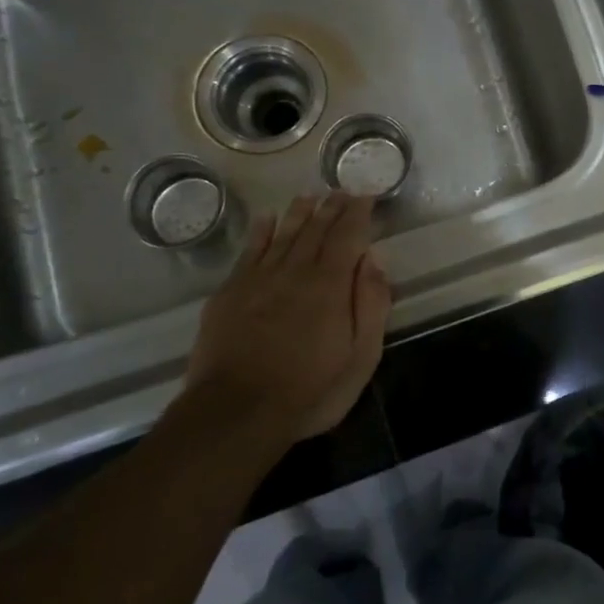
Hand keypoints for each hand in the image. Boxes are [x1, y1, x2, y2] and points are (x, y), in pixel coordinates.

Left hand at [183, 192, 391, 443]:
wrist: (235, 412)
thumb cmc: (308, 391)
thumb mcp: (360, 358)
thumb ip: (371, 305)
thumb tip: (373, 260)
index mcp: (330, 285)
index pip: (348, 236)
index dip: (358, 213)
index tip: (366, 195)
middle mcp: (295, 271)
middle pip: (316, 229)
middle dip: (331, 208)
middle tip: (341, 190)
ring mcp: (258, 279)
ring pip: (283, 234)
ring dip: (299, 213)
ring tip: (310, 196)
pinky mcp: (230, 293)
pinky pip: (249, 251)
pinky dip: (261, 232)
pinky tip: (267, 219)